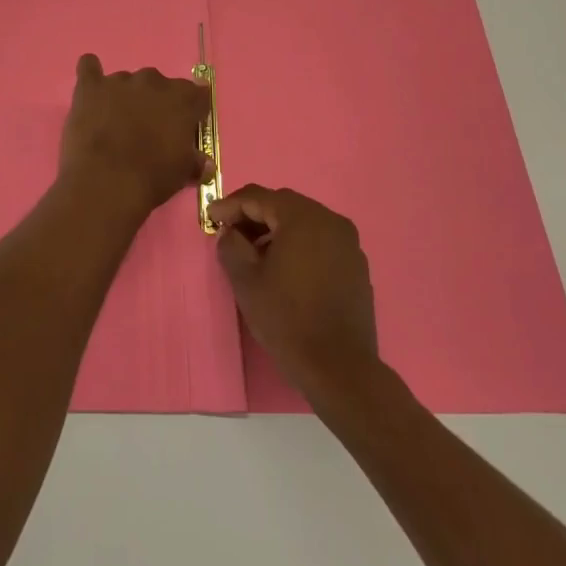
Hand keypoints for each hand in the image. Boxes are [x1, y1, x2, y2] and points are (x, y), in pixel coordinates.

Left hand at [58, 54, 213, 216]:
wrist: (107, 182)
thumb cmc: (152, 177)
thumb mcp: (183, 172)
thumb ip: (195, 160)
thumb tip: (203, 162)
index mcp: (182, 98)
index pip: (197, 95)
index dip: (191, 112)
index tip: (185, 129)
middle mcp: (153, 81)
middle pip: (159, 85)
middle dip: (155, 103)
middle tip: (147, 130)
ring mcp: (119, 80)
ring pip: (126, 81)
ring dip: (125, 96)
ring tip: (115, 123)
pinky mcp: (90, 87)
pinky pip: (88, 67)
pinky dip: (91, 73)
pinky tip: (91, 88)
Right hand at [211, 185, 379, 397]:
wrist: (339, 368)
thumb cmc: (287, 319)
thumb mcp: (245, 280)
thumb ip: (231, 245)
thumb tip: (230, 232)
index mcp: (303, 218)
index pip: (258, 197)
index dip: (230, 205)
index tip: (210, 218)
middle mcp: (330, 221)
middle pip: (283, 205)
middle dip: (253, 215)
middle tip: (229, 232)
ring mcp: (348, 243)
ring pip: (303, 222)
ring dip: (275, 230)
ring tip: (254, 252)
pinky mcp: (356, 265)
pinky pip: (320, 241)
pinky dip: (298, 244)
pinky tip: (284, 268)